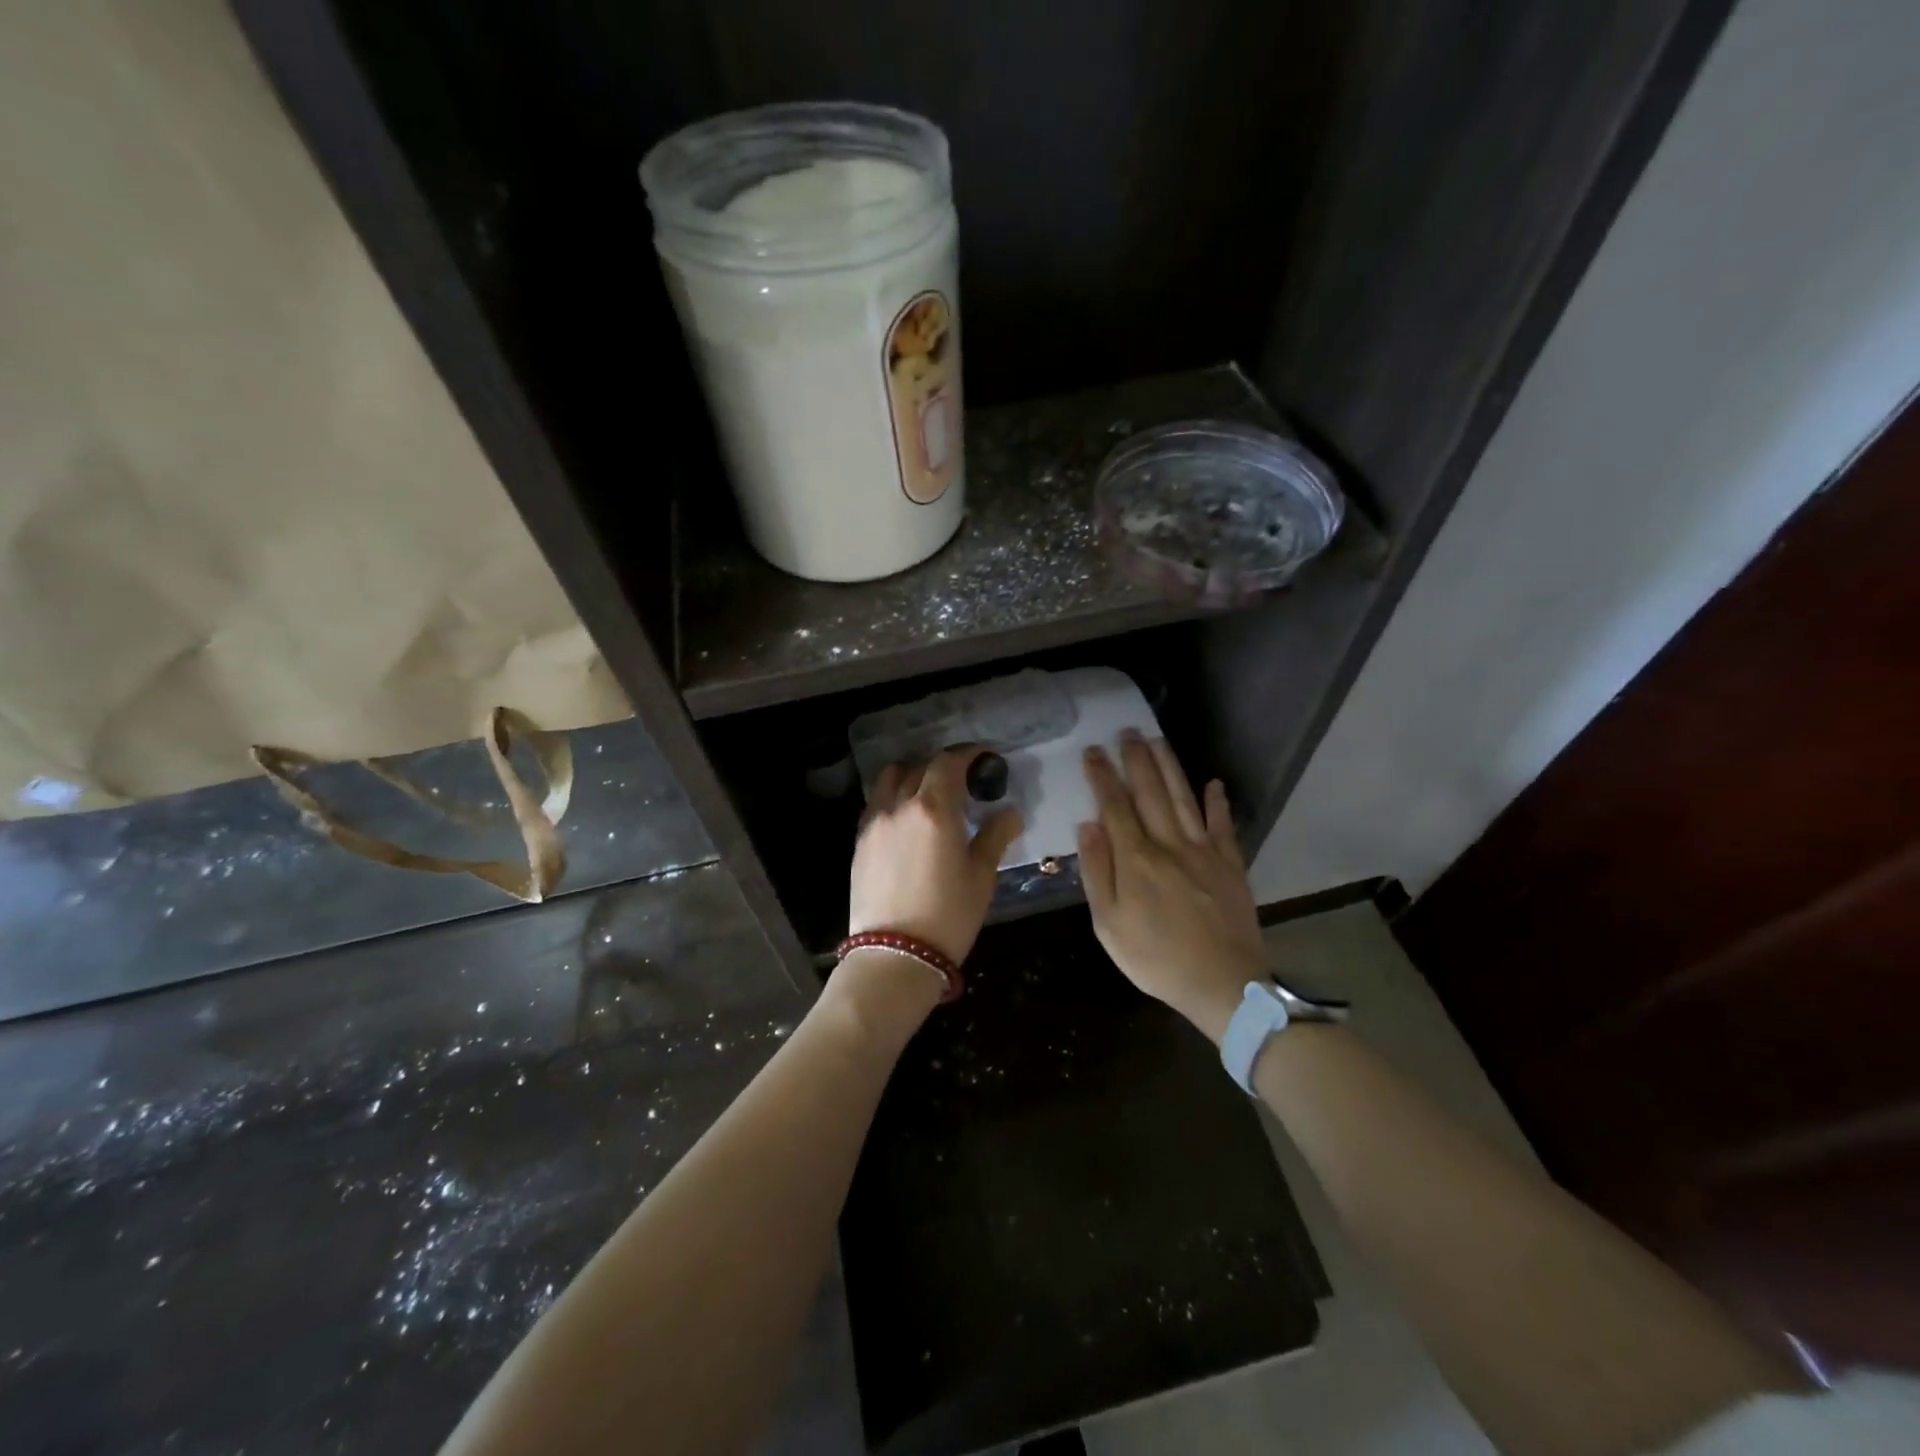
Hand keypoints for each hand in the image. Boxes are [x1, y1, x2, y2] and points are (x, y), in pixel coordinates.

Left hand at [848, 746, 1022, 963]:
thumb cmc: (948, 916)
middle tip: (963, 781)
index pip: (949, 763)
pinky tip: (907, 820)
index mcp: (933, 809)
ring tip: (930, 795)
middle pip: (919, 767)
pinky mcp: (859, 842)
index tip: (984, 759)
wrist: (894, 956)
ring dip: (912, 776)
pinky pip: (876, 804)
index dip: (968, 755)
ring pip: (890, 780)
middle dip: (943, 767)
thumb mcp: (981, 876)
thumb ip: (995, 836)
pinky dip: (894, 799)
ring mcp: (874, 823)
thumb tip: (1009, 813)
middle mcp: (899, 806)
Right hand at [1078, 733, 1266, 1041]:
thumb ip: (1098, 873)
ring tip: (1157, 740)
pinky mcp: (1231, 864)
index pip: (1115, 807)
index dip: (1103, 777)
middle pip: (1150, 793)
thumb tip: (1087, 826)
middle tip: (1126, 732)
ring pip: (1183, 799)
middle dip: (1135, 760)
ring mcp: (1204, 851)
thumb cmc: (1156, 959)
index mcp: (1136, 859)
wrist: (1223, 984)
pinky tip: (1213, 783)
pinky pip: (1223, 825)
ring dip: (1169, 767)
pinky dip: (1218, 802)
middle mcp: (1169, 844)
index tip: (1093, 751)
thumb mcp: (1110, 925)